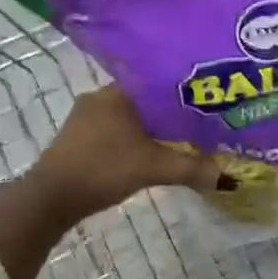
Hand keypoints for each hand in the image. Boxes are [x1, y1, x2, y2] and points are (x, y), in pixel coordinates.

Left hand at [24, 87, 227, 224]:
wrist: (50, 198)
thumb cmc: (102, 169)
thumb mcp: (152, 168)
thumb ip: (190, 168)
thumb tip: (227, 177)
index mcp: (118, 92)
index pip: (157, 80)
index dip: (181, 90)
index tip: (203, 99)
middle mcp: (100, 95)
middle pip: (144, 98)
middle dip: (167, 110)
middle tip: (196, 120)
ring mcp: (85, 116)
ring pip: (127, 114)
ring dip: (148, 125)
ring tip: (176, 136)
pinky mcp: (77, 137)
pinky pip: (113, 128)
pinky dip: (131, 136)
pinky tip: (146, 150)